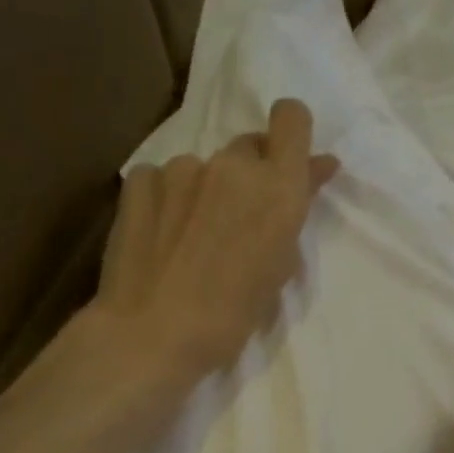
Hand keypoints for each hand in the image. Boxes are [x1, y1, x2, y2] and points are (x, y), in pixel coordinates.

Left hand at [90, 98, 339, 381]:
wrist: (152, 334)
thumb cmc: (231, 317)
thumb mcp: (278, 270)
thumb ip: (293, 214)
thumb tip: (312, 173)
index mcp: (278, 188)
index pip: (292, 118)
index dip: (291, 134)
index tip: (285, 163)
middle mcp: (232, 165)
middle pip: (248, 147)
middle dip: (248, 176)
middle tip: (236, 221)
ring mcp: (182, 168)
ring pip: (203, 168)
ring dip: (204, 192)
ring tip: (189, 240)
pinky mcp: (140, 180)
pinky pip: (162, 178)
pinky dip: (166, 200)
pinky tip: (159, 236)